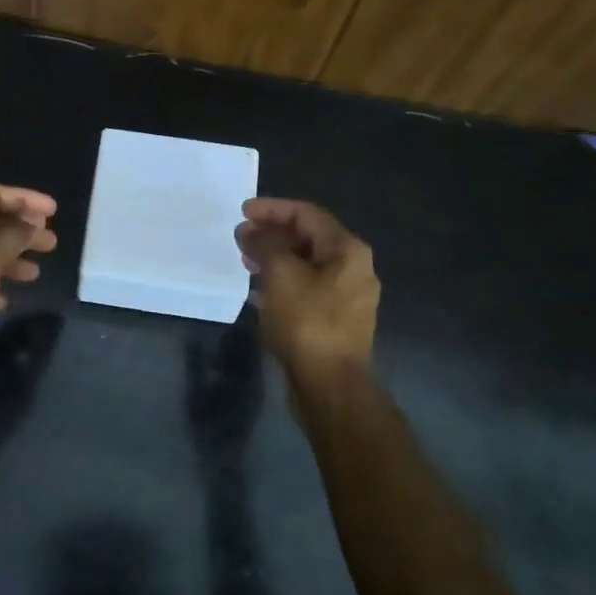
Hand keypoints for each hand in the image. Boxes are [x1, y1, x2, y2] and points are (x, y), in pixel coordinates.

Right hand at [235, 198, 378, 377]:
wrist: (330, 385)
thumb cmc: (307, 323)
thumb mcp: (280, 276)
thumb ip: (264, 245)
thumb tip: (249, 231)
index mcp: (347, 251)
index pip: (307, 215)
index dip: (273, 209)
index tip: (242, 212)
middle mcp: (354, 268)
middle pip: (309, 238)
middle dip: (273, 234)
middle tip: (241, 237)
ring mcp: (347, 296)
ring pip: (307, 264)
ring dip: (275, 258)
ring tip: (246, 260)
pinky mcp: (336, 320)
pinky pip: (306, 288)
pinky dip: (282, 281)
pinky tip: (259, 290)